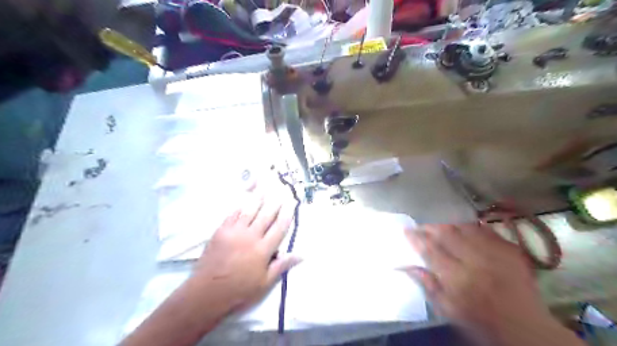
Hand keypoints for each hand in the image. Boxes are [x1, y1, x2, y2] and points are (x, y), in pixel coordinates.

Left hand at [119, 190, 299, 345]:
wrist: (207, 293)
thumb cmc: (239, 290)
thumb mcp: (264, 283)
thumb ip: (282, 266)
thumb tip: (301, 254)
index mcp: (263, 250)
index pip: (279, 228)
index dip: (287, 214)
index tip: (291, 203)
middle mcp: (251, 237)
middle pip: (266, 215)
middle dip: (275, 203)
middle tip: (281, 191)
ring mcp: (235, 232)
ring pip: (250, 211)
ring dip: (258, 198)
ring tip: (265, 188)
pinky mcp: (221, 231)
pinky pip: (232, 215)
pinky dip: (240, 206)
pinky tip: (244, 200)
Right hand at [407, 224, 583, 345]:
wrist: (526, 328)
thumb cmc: (481, 321)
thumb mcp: (449, 311)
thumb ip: (428, 286)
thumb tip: (407, 266)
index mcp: (458, 278)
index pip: (431, 250)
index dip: (416, 238)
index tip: (406, 230)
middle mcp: (475, 261)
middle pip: (447, 234)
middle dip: (430, 227)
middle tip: (421, 227)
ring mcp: (495, 253)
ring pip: (465, 228)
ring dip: (449, 225)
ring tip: (440, 227)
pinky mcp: (510, 250)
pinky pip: (486, 230)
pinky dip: (471, 227)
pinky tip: (464, 229)